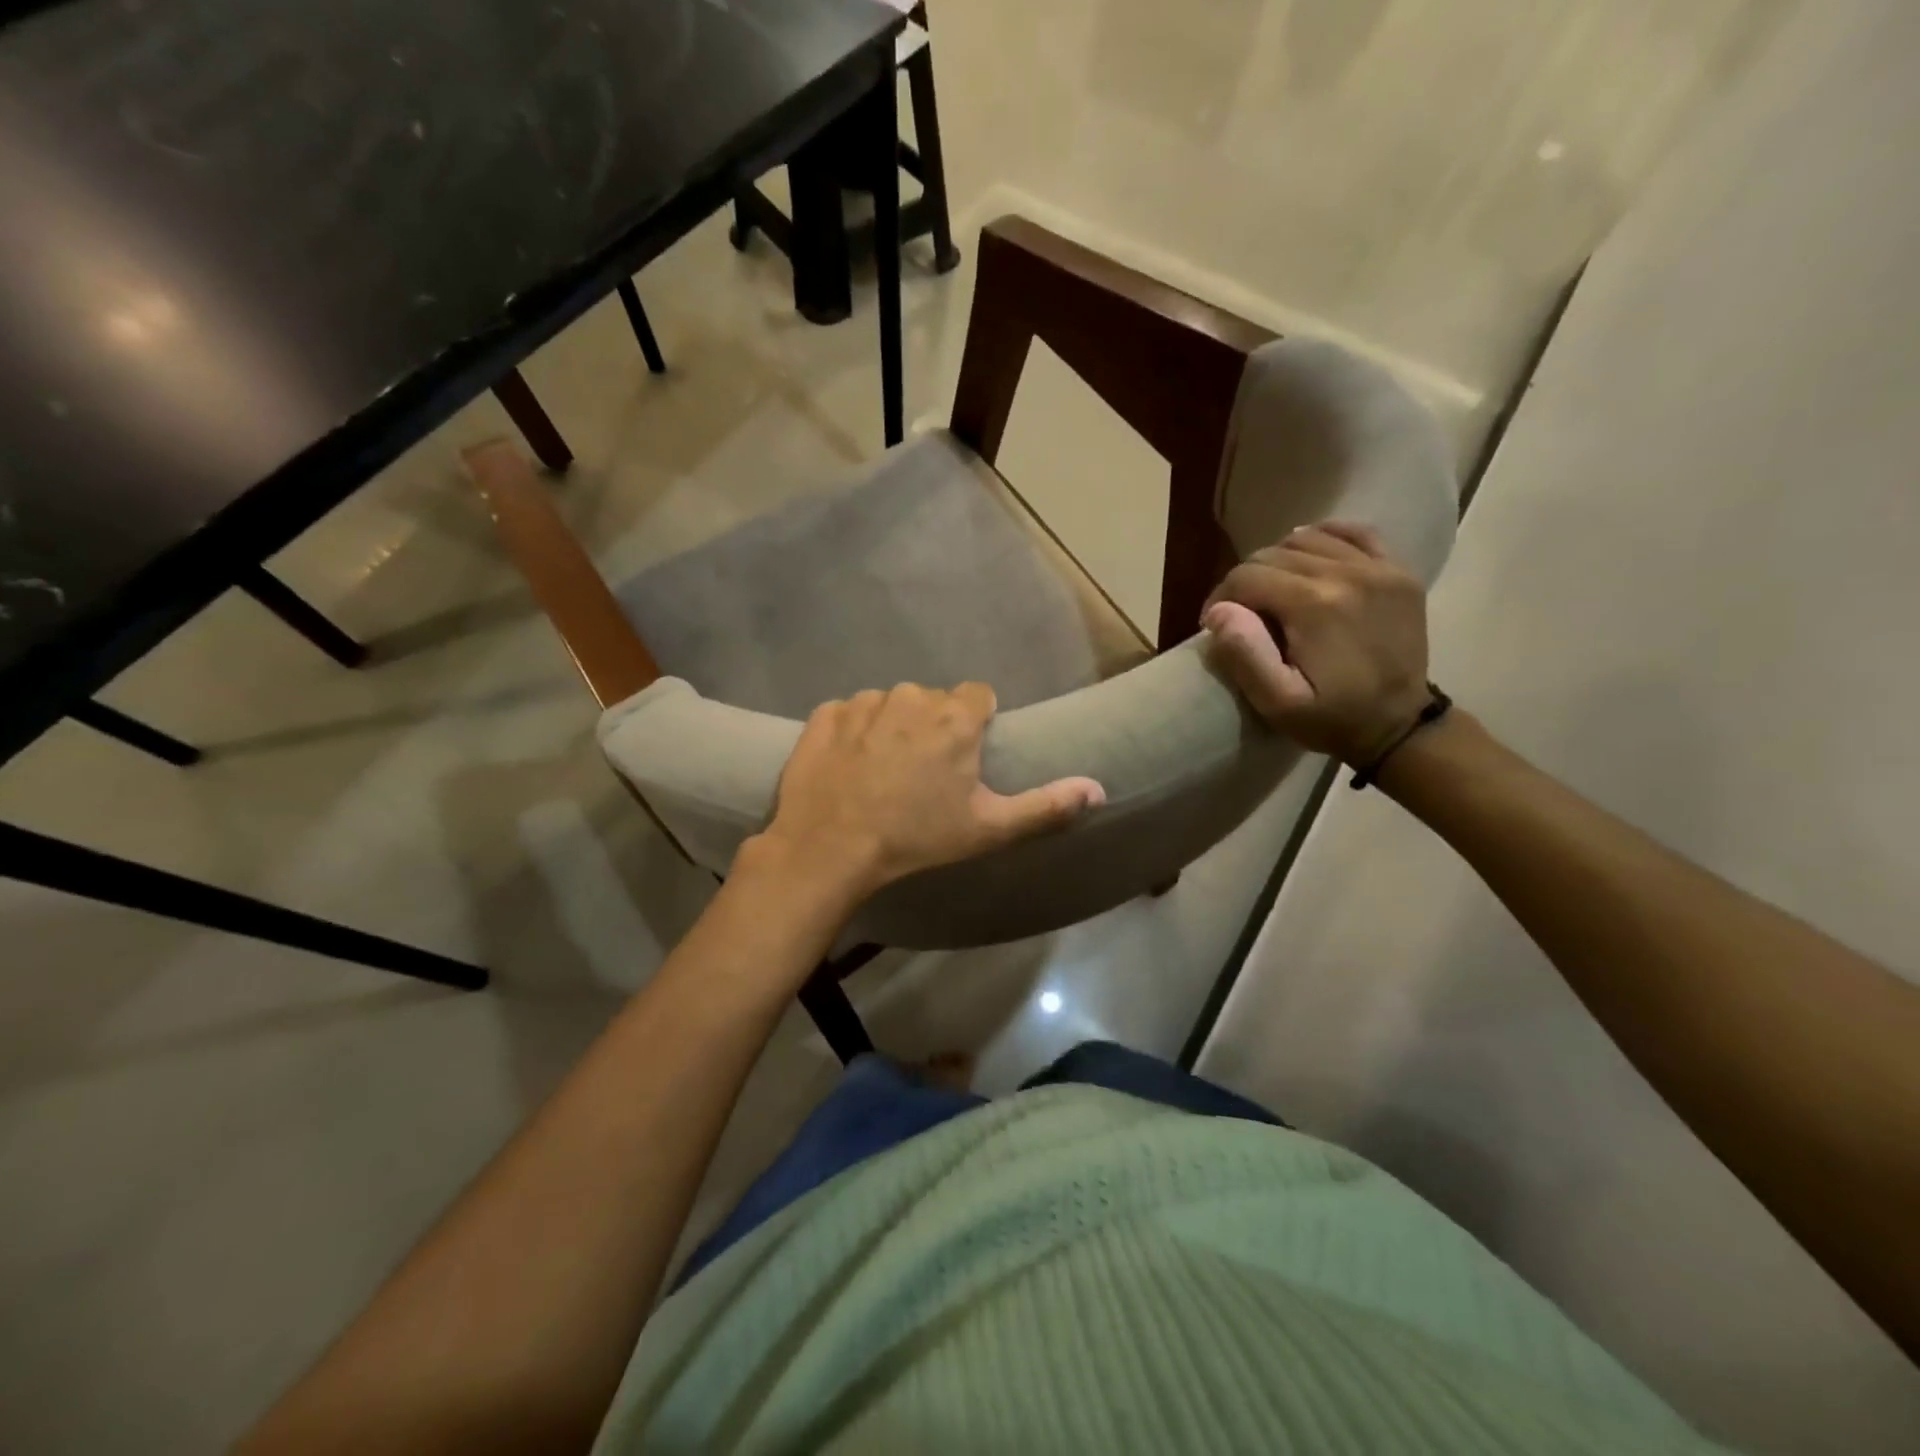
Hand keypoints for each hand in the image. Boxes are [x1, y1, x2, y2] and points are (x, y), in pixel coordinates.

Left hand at [746, 682, 1104, 902]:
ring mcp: (864, 702)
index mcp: (955, 717)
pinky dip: (851, 733)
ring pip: (889, 705)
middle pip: (932, 701)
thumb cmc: (916, 837)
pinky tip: (847, 767)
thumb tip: (1099, 790)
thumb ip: (1046, 805)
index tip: (965, 754)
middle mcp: (911, 697)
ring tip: (881, 772)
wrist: (830, 847)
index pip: (978, 695)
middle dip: (932, 726)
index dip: (975, 722)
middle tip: (922, 773)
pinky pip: (848, 713)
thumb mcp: (988, 828)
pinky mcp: (825, 715)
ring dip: (891, 727)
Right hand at [1202, 522, 1432, 764]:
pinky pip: (1354, 533)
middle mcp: (1346, 573)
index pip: (1246, 576)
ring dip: (1279, 561)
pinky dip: (1325, 539)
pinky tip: (1310, 560)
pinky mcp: (1398, 571)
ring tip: (1274, 593)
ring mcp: (1378, 568)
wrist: (1401, 726)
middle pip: (1272, 554)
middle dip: (1246, 581)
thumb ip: (1244, 655)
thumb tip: (1219, 611)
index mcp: (1313, 605)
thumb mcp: (1279, 703)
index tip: (1215, 625)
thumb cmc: (1332, 719)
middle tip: (1243, 614)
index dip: (1221, 598)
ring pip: (1307, 539)